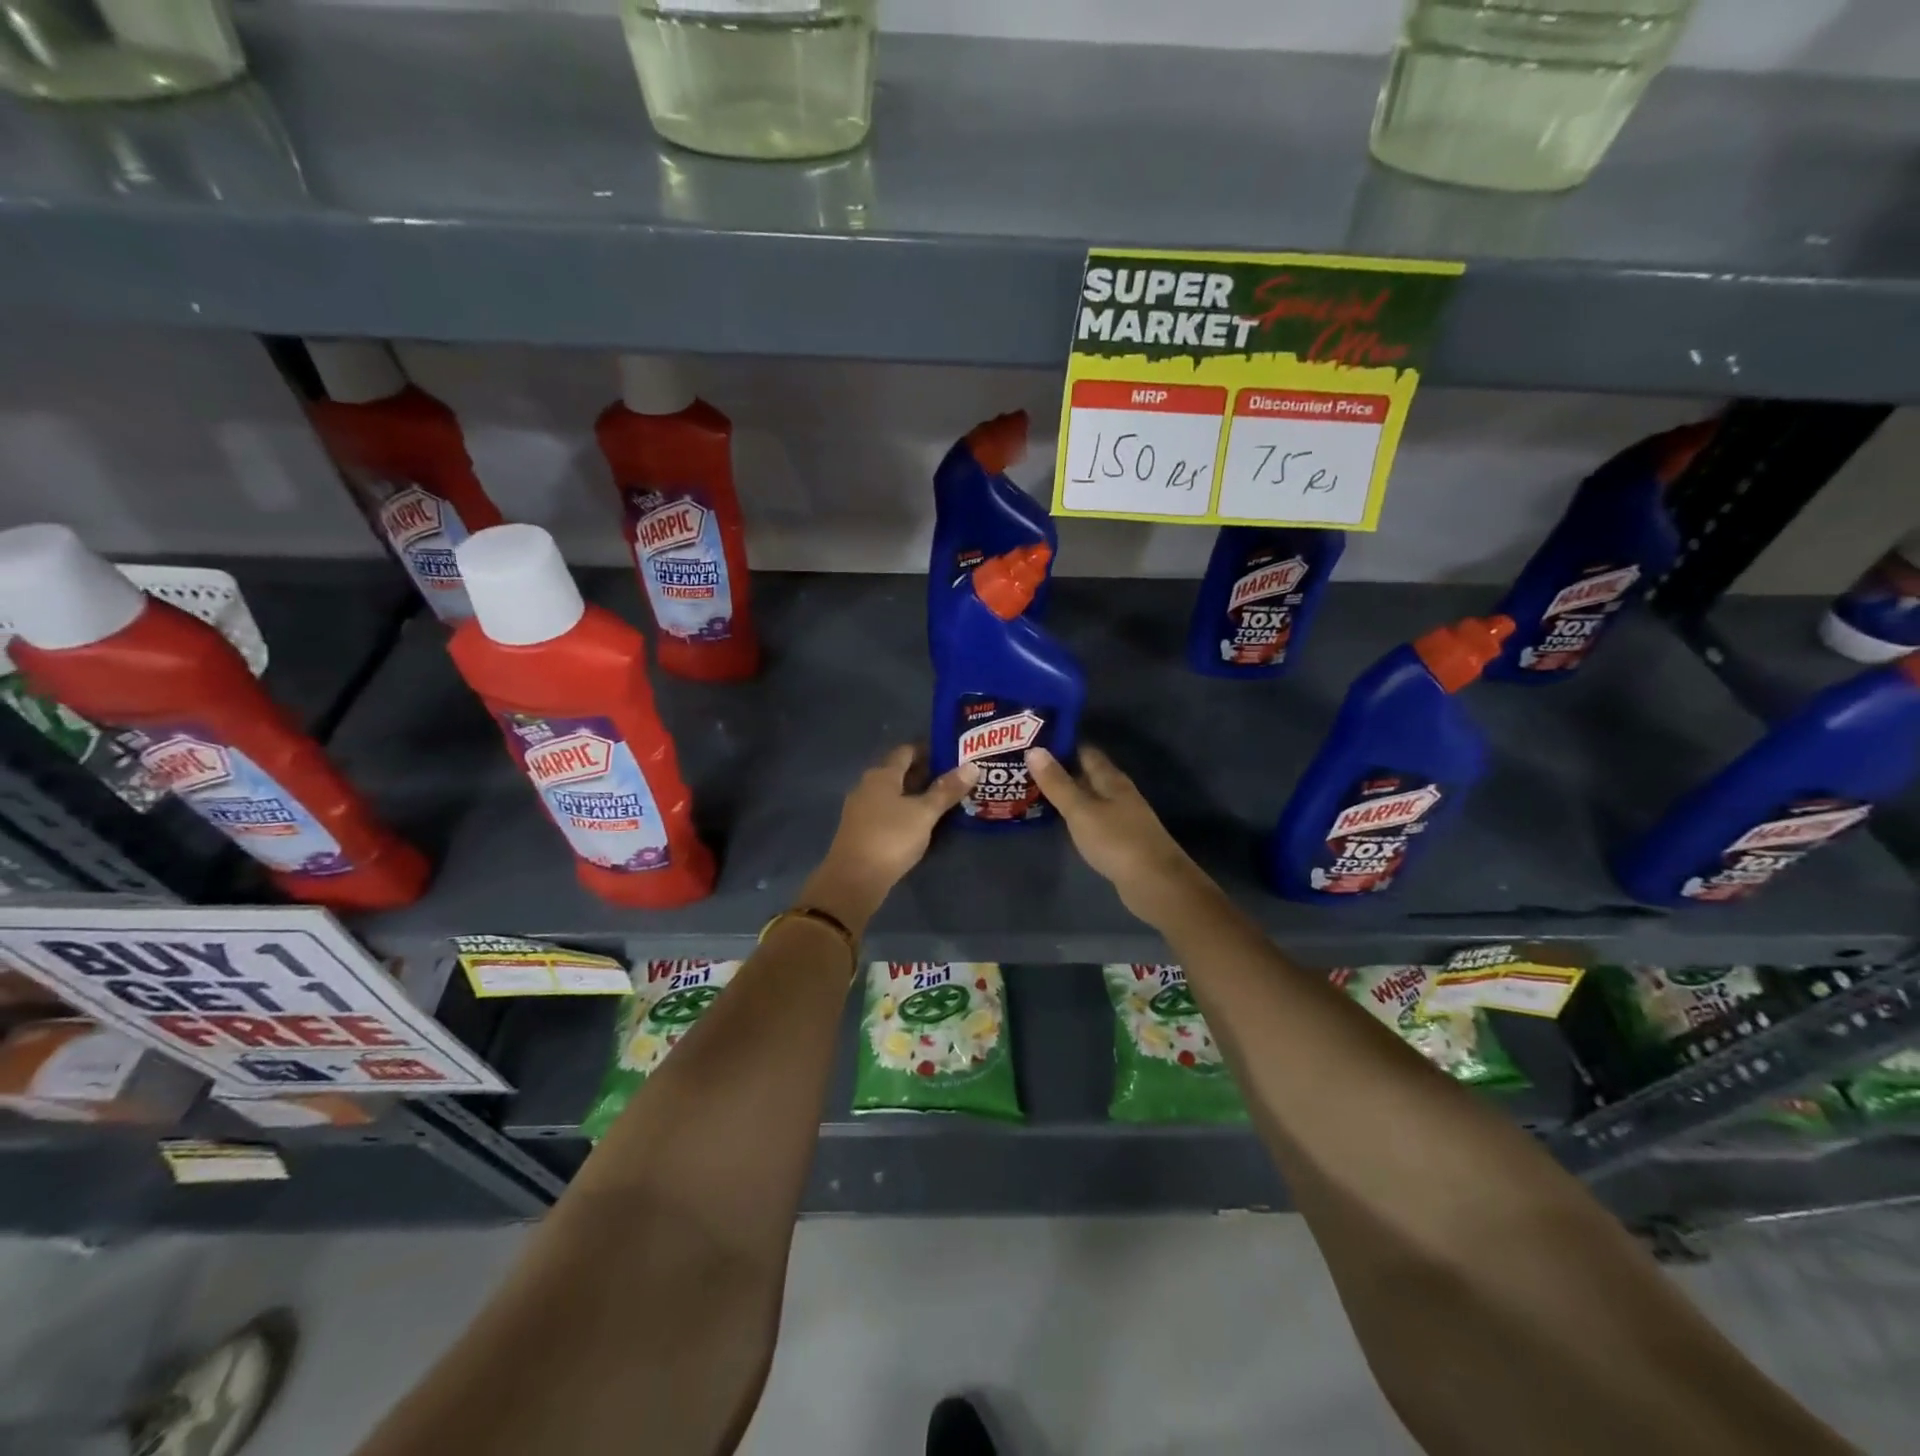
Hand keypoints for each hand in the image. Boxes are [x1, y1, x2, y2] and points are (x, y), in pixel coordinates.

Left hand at [802, 745, 975, 930]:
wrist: (853, 879)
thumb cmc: (891, 838)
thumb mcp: (924, 814)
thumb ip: (947, 790)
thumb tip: (972, 766)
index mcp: (881, 775)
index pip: (906, 751)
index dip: (928, 750)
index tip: (951, 754)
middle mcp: (867, 786)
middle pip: (898, 772)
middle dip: (924, 773)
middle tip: (953, 777)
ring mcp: (861, 809)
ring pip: (892, 793)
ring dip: (914, 794)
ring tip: (942, 799)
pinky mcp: (860, 830)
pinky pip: (886, 811)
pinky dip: (904, 811)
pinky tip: (920, 821)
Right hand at [1026, 745, 1211, 926]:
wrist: (1155, 883)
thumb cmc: (1116, 841)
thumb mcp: (1081, 810)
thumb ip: (1057, 783)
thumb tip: (1034, 749)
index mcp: (1111, 779)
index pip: (1085, 751)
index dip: (1062, 744)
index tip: (1034, 741)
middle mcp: (1118, 793)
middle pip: (1087, 774)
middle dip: (1061, 769)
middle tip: (1026, 767)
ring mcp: (1122, 817)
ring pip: (1090, 797)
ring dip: (1068, 793)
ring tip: (1035, 791)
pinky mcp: (1120, 840)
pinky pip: (1093, 819)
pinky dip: (1076, 816)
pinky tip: (1060, 822)